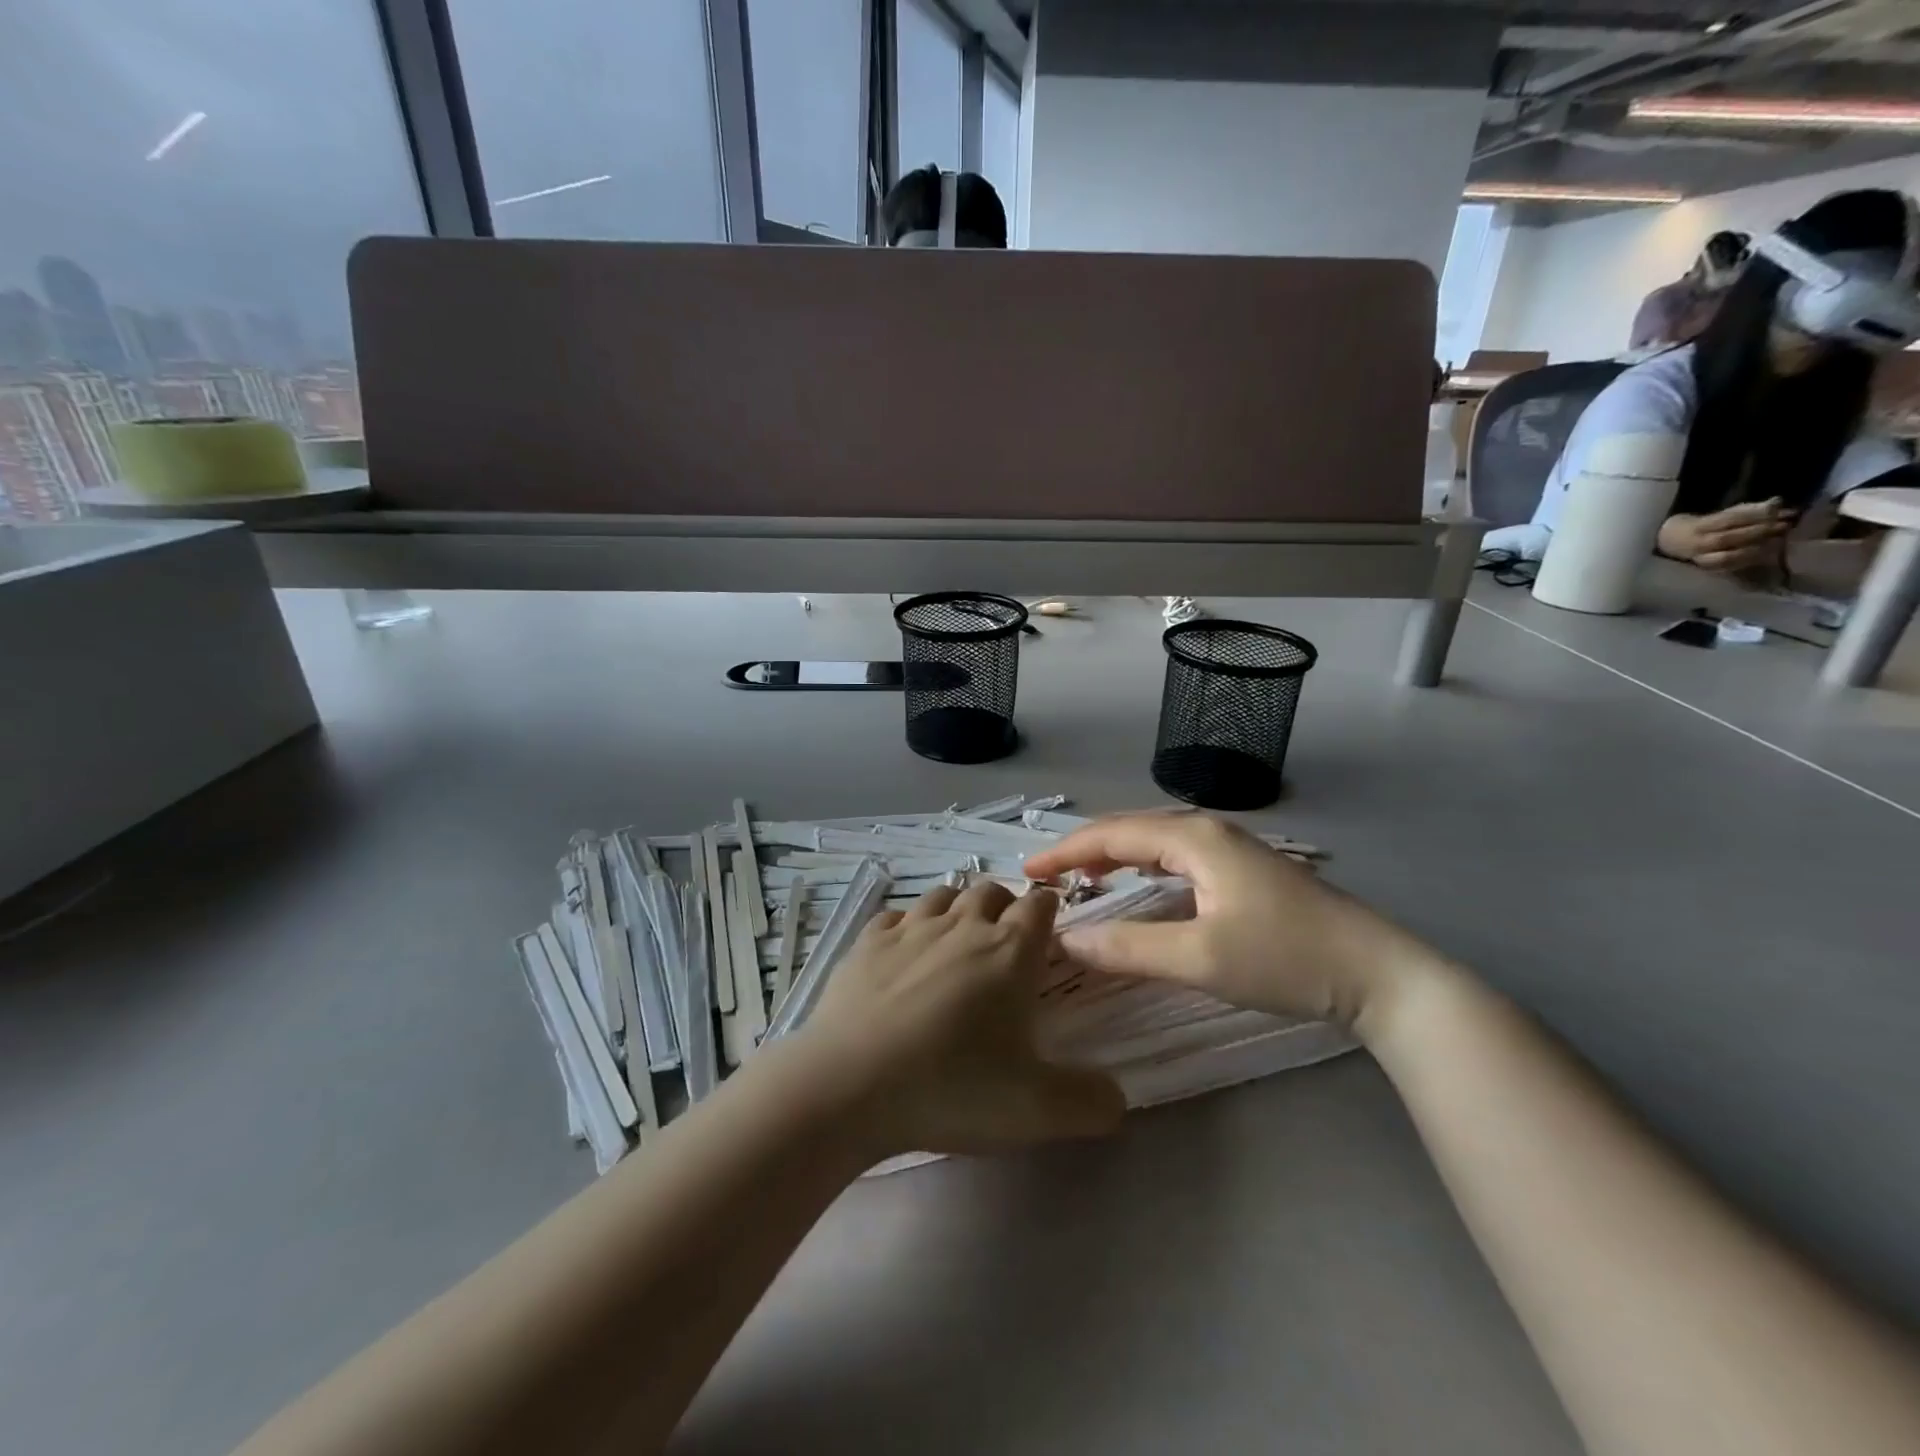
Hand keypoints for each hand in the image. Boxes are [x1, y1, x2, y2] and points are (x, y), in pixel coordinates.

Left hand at [793, 880, 1124, 1156]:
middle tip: (1005, 945)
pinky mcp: (867, 941)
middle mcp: (962, 926)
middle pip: (991, 891)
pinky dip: (907, 926)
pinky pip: (896, 916)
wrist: (849, 1085)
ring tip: (957, 942)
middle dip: (1004, 907)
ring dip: (957, 909)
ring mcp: (910, 928)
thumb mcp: (1036, 1110)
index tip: (1049, 933)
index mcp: (1009, 951)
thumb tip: (1117, 1096)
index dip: (1048, 912)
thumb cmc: (950, 1088)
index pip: (1039, 906)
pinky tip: (904, 954)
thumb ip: (1090, 1102)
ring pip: (943, 895)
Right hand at [1024, 814, 1445, 1036]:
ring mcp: (1231, 849)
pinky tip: (1140, 887)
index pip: (1112, 835)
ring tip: (1082, 881)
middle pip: (1131, 830)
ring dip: (1114, 858)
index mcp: (1194, 838)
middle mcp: (1209, 832)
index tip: (1027, 873)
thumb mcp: (1200, 958)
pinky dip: (1143, 869)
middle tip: (1048, 879)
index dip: (1065, 852)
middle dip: (1085, 851)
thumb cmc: (1286, 959)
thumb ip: (1128, 948)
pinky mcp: (1244, 871)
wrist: (1378, 975)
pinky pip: (1176, 858)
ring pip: (1155, 843)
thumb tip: (1065, 938)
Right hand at [1657, 500, 1792, 572]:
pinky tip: (1767, 555)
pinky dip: (1749, 561)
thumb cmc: (1701, 526)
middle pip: (1728, 538)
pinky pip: (1729, 567)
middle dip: (1758, 531)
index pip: (1728, 519)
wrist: (1671, 544)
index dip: (1754, 514)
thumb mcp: (1718, 514)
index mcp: (1698, 527)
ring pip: (1728, 557)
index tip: (1778, 509)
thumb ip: (1745, 510)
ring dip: (1756, 549)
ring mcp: (1700, 559)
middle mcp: (1697, 544)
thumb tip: (1777, 502)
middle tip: (1784, 525)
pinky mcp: (1707, 570)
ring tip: (1779, 541)